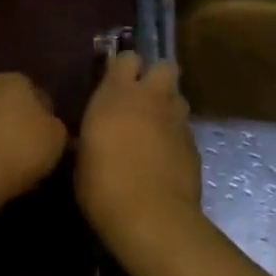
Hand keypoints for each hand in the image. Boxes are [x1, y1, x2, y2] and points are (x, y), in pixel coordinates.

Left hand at [0, 73, 68, 205]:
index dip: (47, 116)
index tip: (51, 139)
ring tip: (16, 164)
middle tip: (34, 150)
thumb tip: (48, 124)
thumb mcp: (57, 136)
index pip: (36, 93)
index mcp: (13, 78)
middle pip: (11, 104)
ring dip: (2, 136)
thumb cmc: (22, 147)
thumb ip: (55, 124)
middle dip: (21, 123)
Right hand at [75, 52, 200, 265]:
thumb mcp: (82, 158)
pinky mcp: (194, 145)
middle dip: (155, 76)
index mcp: (116, 94)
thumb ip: (90, 136)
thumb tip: (87, 138)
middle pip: (164, 67)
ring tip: (155, 125)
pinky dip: (176, 136)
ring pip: (178, 96)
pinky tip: (165, 156)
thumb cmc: (102, 185)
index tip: (114, 81)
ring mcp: (176, 121)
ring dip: (168, 105)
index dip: (123, 67)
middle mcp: (150, 98)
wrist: (151, 217)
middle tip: (142, 97)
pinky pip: (184, 129)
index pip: (127, 58)